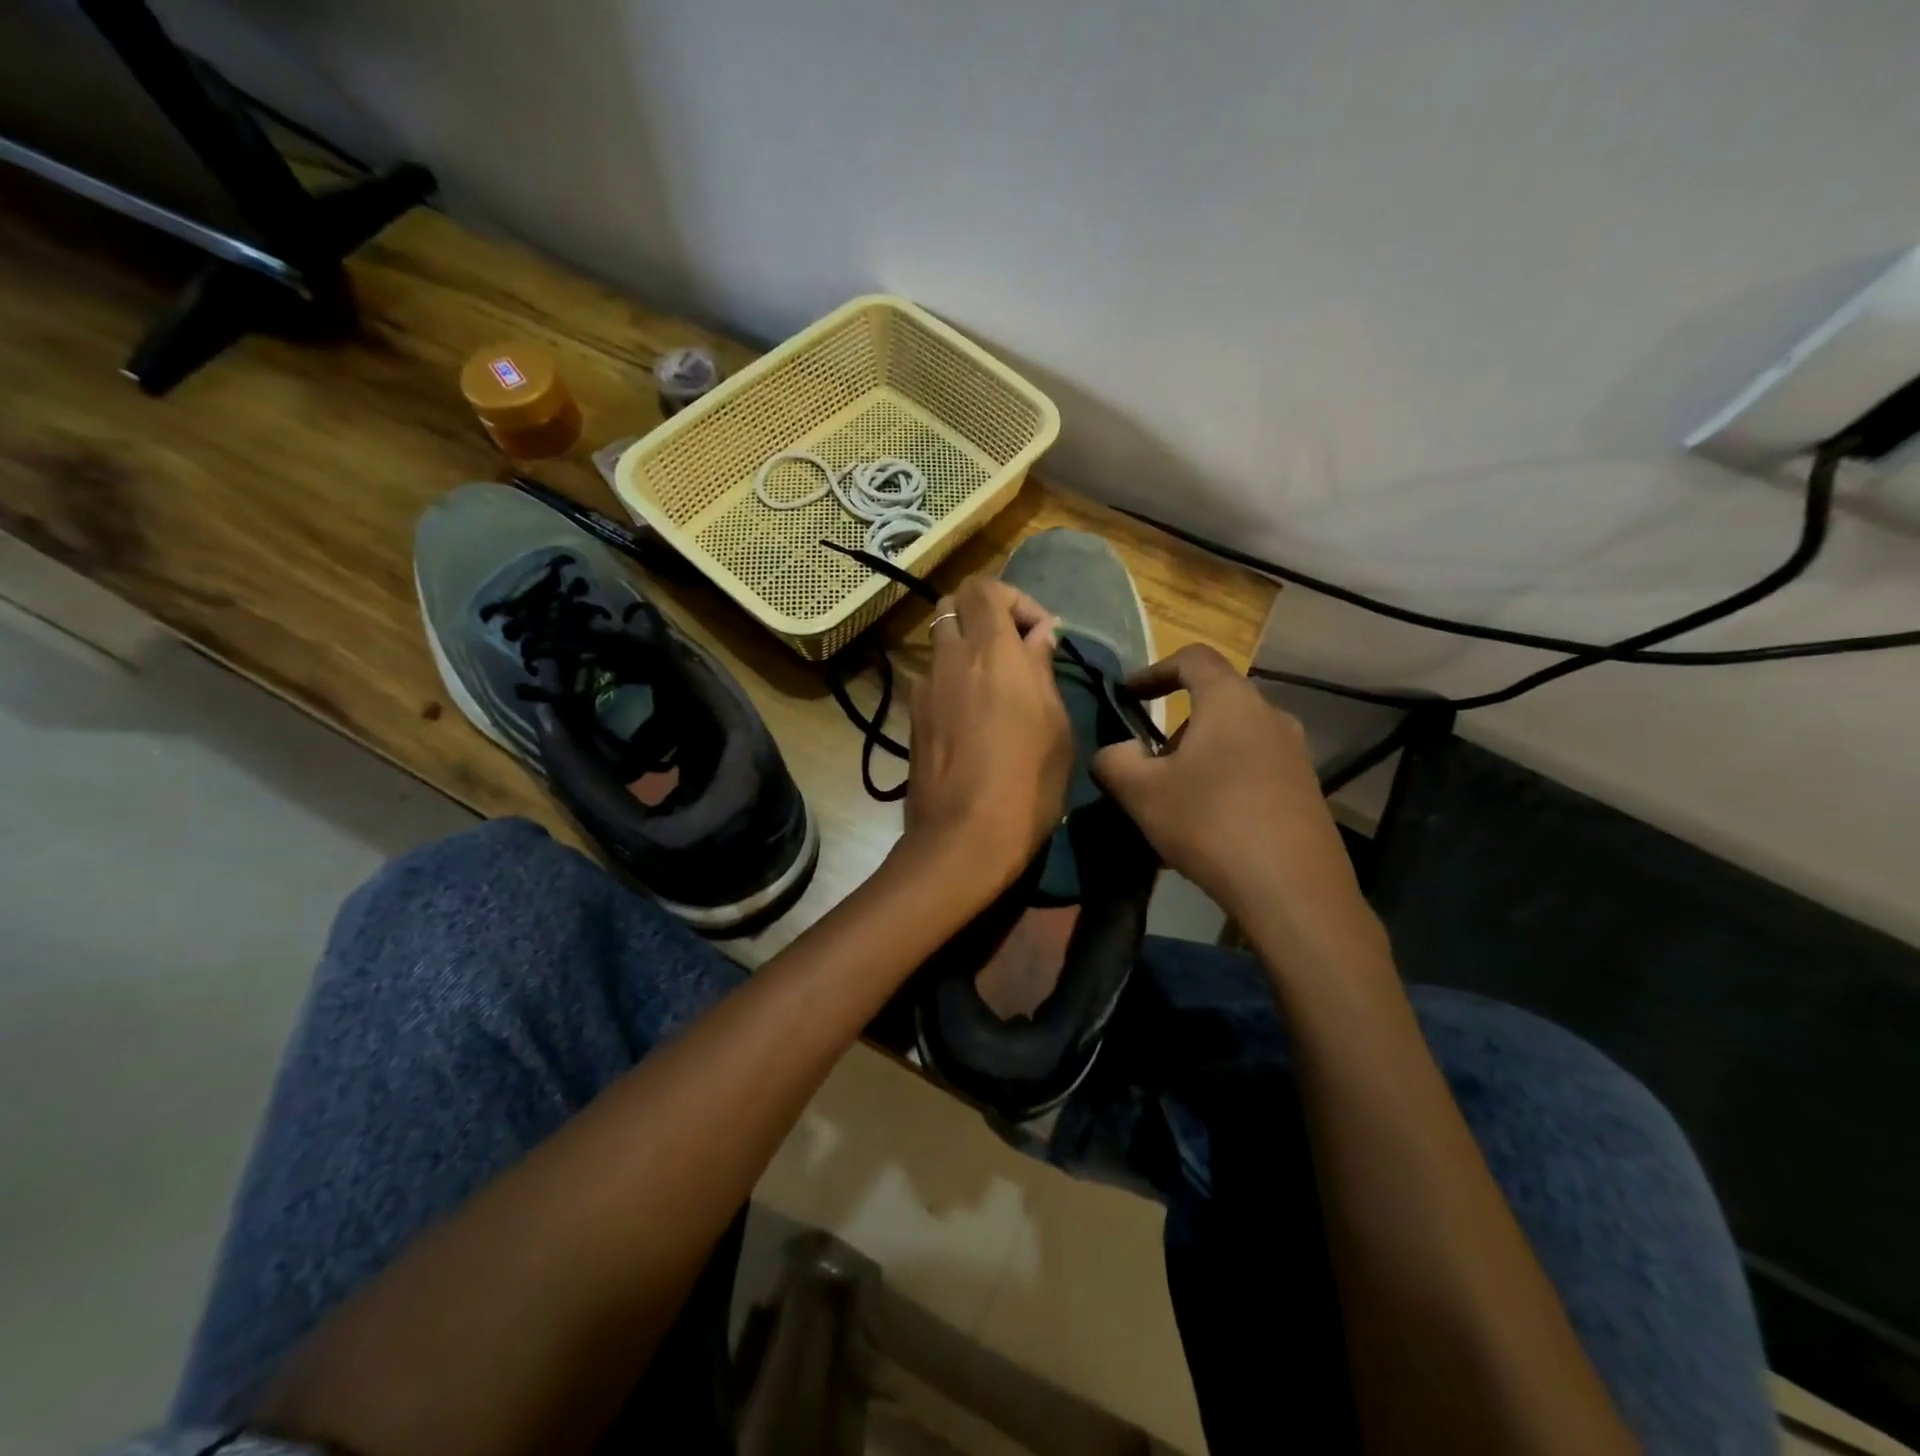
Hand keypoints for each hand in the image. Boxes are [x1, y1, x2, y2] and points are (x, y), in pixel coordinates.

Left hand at [899, 576, 1071, 901]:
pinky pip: (933, 680)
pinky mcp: (912, 717)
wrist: (963, 838)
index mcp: (991, 651)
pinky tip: (972, 721)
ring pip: (941, 644)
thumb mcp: (1055, 726)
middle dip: (986, 617)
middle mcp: (950, 658)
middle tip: (1014, 653)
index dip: (1014, 599)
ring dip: (968, 651)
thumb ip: (1041, 670)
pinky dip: (953, 682)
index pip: (983, 587)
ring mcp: (924, 688)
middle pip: (954, 606)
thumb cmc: (1026, 782)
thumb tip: (1038, 636)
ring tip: (994, 690)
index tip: (1039, 636)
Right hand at [1092, 645, 1377, 953]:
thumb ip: (1114, 760)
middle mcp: (1270, 716)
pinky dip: (1224, 782)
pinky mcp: (1306, 790)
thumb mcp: (1141, 792)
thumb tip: (1114, 752)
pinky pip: (1254, 770)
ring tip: (1175, 800)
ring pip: (1234, 739)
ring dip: (1199, 757)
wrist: (1293, 889)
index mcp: (1230, 701)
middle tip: (1148, 762)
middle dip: (1175, 726)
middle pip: (1215, 702)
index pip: (1193, 658)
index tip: (1129, 694)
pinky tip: (1208, 827)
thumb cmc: (1210, 823)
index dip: (1155, 669)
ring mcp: (1295, 754)